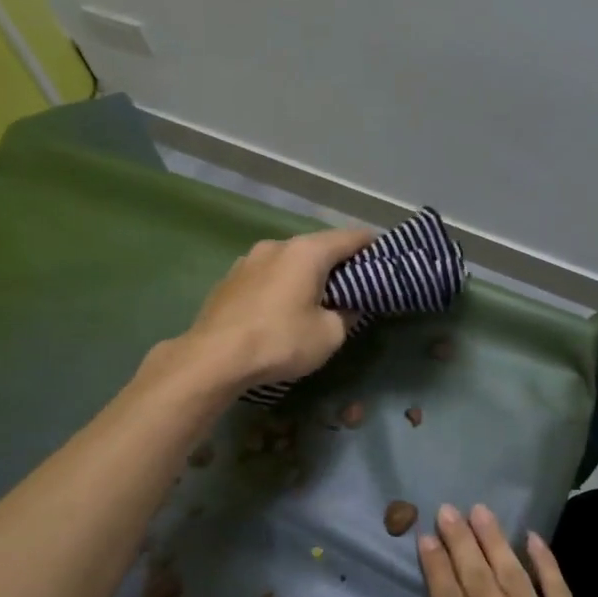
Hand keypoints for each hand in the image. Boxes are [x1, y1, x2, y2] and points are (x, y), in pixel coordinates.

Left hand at [181, 228, 373, 387]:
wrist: (213, 358)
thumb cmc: (280, 341)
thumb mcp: (329, 335)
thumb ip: (347, 315)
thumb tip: (349, 306)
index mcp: (307, 252)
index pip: (350, 237)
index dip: (371, 245)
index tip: (384, 256)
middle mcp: (277, 246)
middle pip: (317, 247)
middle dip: (337, 263)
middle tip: (353, 284)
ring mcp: (248, 260)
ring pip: (288, 260)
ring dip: (305, 274)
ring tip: (315, 297)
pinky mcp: (229, 279)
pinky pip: (266, 275)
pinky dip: (281, 284)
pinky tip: (281, 307)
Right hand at [419, 504, 597, 596]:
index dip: (436, 569)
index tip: (426, 539)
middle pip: (478, 580)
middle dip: (460, 542)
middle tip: (448, 510)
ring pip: (514, 576)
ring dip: (495, 541)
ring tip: (480, 511)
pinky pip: (559, 591)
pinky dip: (546, 562)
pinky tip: (533, 538)